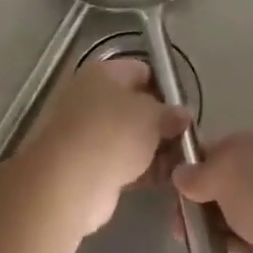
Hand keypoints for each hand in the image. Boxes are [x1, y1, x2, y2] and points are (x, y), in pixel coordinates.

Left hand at [22, 57, 189, 234]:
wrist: (68, 181)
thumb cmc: (113, 134)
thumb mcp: (153, 116)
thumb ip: (171, 114)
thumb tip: (182, 115)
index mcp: (103, 72)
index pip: (141, 70)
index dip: (165, 87)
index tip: (184, 109)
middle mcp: (89, 96)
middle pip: (134, 105)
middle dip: (160, 122)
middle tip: (184, 139)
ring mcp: (84, 131)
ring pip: (128, 135)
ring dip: (152, 149)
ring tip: (180, 163)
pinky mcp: (84, 163)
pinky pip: (119, 160)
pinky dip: (139, 168)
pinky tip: (163, 179)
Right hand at [173, 131, 252, 252]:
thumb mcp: (225, 169)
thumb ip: (200, 172)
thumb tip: (181, 174)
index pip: (230, 147)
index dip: (201, 161)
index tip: (176, 178)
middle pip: (233, 184)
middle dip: (202, 196)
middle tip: (176, 212)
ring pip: (237, 217)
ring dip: (210, 224)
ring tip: (182, 234)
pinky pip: (245, 248)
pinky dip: (225, 249)